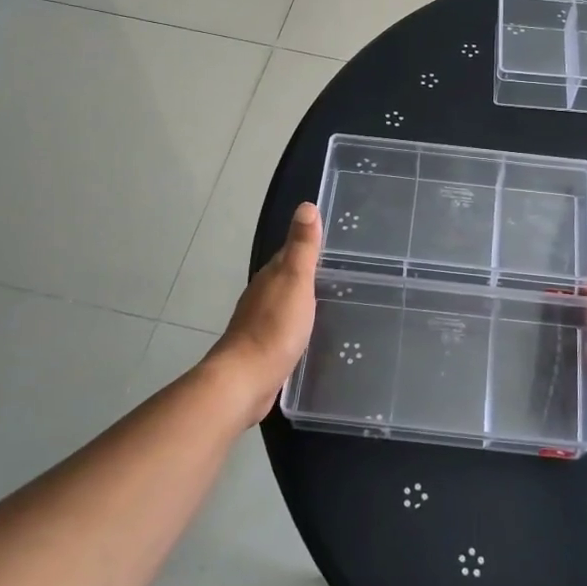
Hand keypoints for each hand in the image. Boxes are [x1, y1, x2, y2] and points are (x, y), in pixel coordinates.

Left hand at [208, 202, 322, 424]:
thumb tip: (306, 205)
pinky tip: (311, 333)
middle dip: (308, 274)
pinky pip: (285, 329)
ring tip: (331, 303)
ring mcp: (260, 323)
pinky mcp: (263, 349)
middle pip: (287, 278)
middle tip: (341, 275)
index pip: (291, 252)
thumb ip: (302, 246)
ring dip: (303, 301)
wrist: (245, 380)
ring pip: (285, 303)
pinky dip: (298, 325)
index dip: (309, 246)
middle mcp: (262, 295)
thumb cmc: (275, 328)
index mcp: (271, 276)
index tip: (335, 245)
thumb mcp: (295, 281)